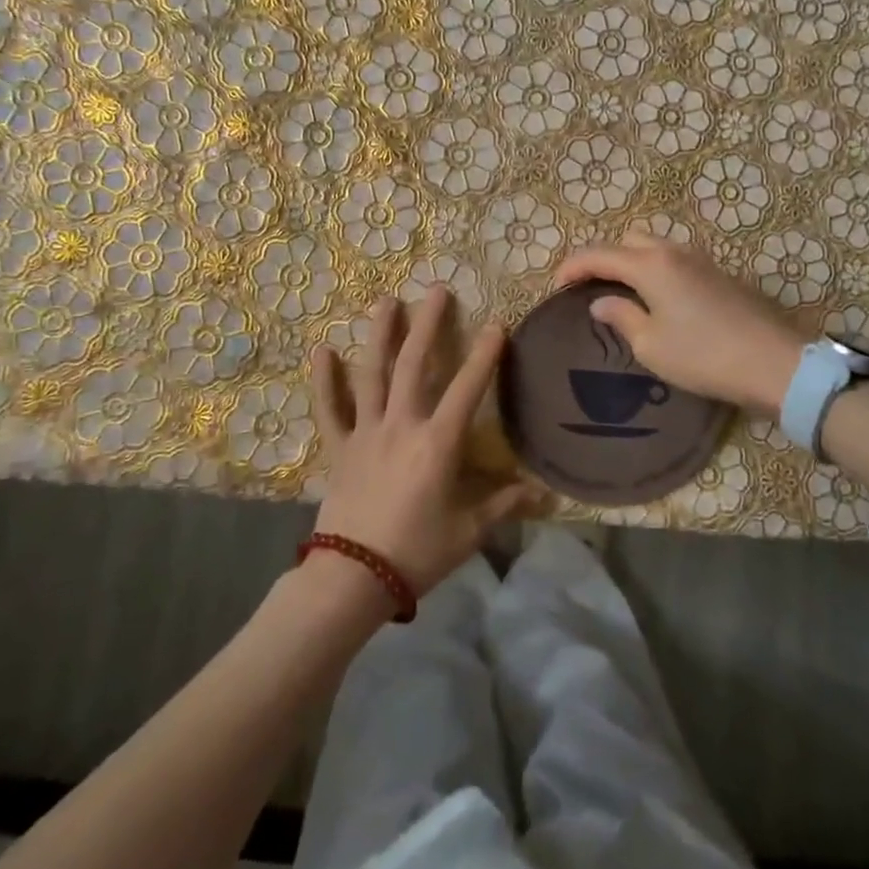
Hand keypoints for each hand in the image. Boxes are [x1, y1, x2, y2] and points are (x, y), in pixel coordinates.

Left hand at [309, 288, 534, 594]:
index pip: (467, 389)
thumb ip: (505, 505)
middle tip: (436, 290)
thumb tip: (546, 495)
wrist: (353, 577)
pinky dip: (324, 380)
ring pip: (372, 375)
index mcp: (437, 443)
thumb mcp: (469, 531)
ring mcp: (366, 433)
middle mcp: (401, 426)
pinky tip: (321, 350)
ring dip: (380, 336)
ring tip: (386, 301)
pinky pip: (330, 409)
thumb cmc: (417, 552)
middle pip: (415, 366)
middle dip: (427, 325)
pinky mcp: (339, 448)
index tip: (496, 323)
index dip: (484, 355)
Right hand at [553, 234, 804, 416]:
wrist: (775, 363)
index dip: (572, 266)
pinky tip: (658, 299)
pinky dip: (657, 271)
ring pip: (655, 247)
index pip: (599, 254)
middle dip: (604, 258)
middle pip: (628, 240)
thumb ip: (621, 317)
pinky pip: (676, 261)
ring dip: (633, 262)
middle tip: (590, 287)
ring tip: (622, 293)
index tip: (556, 285)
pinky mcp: (721, 274)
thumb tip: (602, 302)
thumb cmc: (704, 356)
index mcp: (651, 264)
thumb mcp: (651, 345)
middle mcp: (675, 252)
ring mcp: (702, 260)